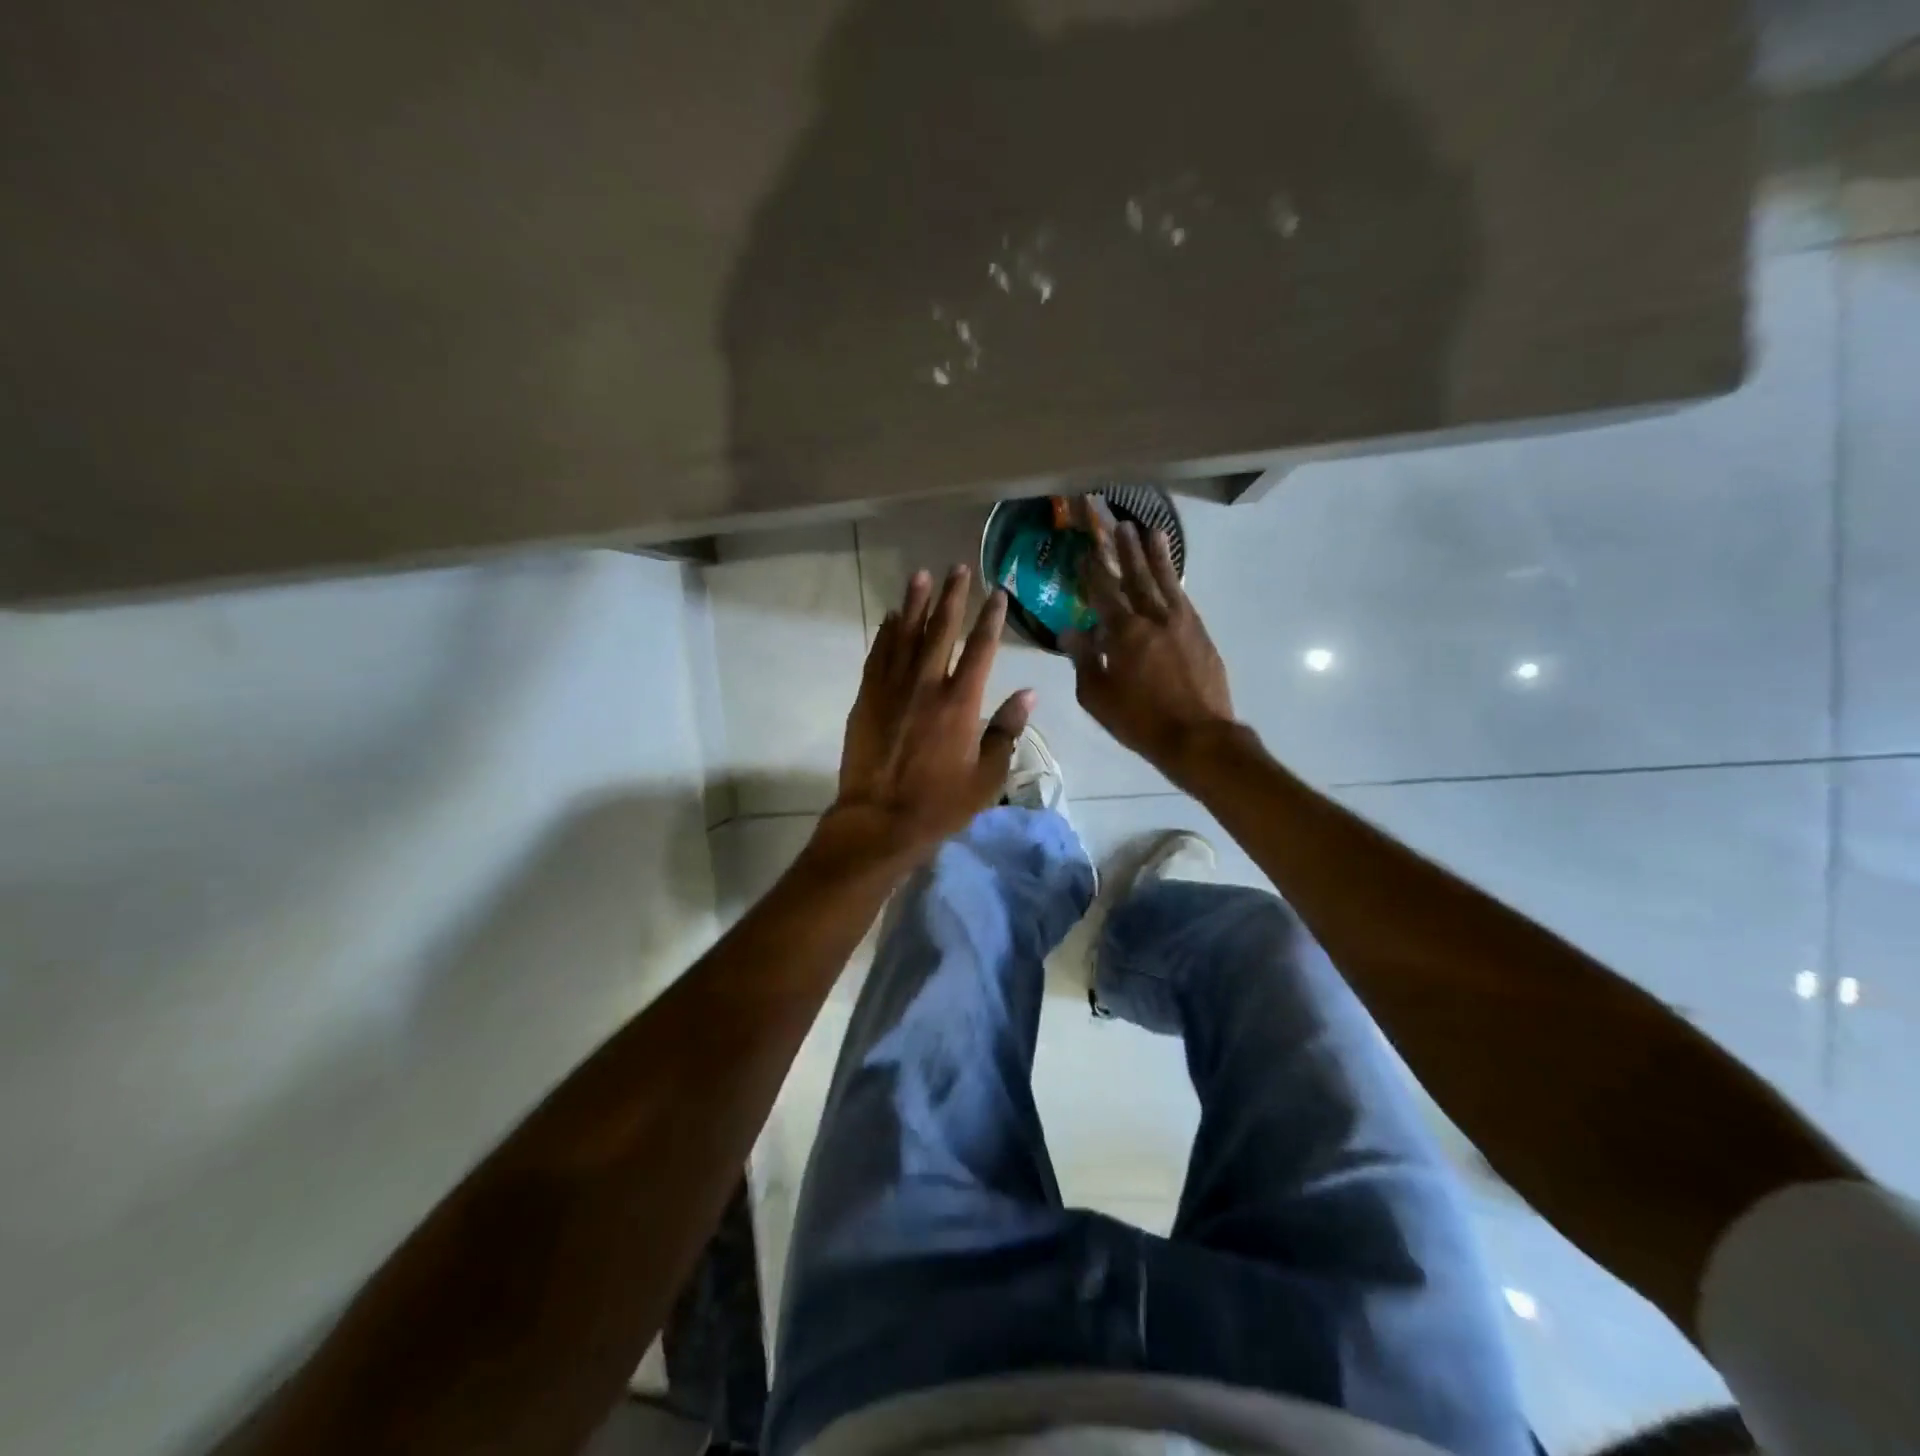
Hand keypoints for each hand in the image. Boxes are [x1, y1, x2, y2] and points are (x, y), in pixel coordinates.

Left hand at [828, 565, 1033, 862]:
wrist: (879, 821)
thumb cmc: (940, 804)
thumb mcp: (987, 777)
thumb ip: (1007, 731)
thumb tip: (1028, 694)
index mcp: (961, 703)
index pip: (981, 649)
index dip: (990, 618)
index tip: (997, 593)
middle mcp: (927, 685)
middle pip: (941, 630)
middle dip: (952, 597)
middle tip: (957, 569)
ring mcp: (893, 689)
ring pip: (905, 634)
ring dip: (915, 603)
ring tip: (922, 575)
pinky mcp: (867, 698)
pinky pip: (878, 655)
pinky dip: (886, 633)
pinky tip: (892, 617)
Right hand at [1066, 520, 1235, 776]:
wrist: (1198, 736)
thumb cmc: (1139, 721)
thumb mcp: (1097, 697)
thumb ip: (1084, 660)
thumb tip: (1069, 631)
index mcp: (1123, 633)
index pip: (1103, 592)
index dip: (1093, 570)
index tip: (1085, 550)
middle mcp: (1153, 618)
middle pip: (1136, 575)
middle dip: (1125, 549)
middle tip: (1119, 523)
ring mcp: (1181, 622)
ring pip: (1165, 580)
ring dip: (1155, 554)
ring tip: (1150, 530)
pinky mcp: (1200, 632)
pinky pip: (1183, 596)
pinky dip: (1175, 580)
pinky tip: (1171, 573)